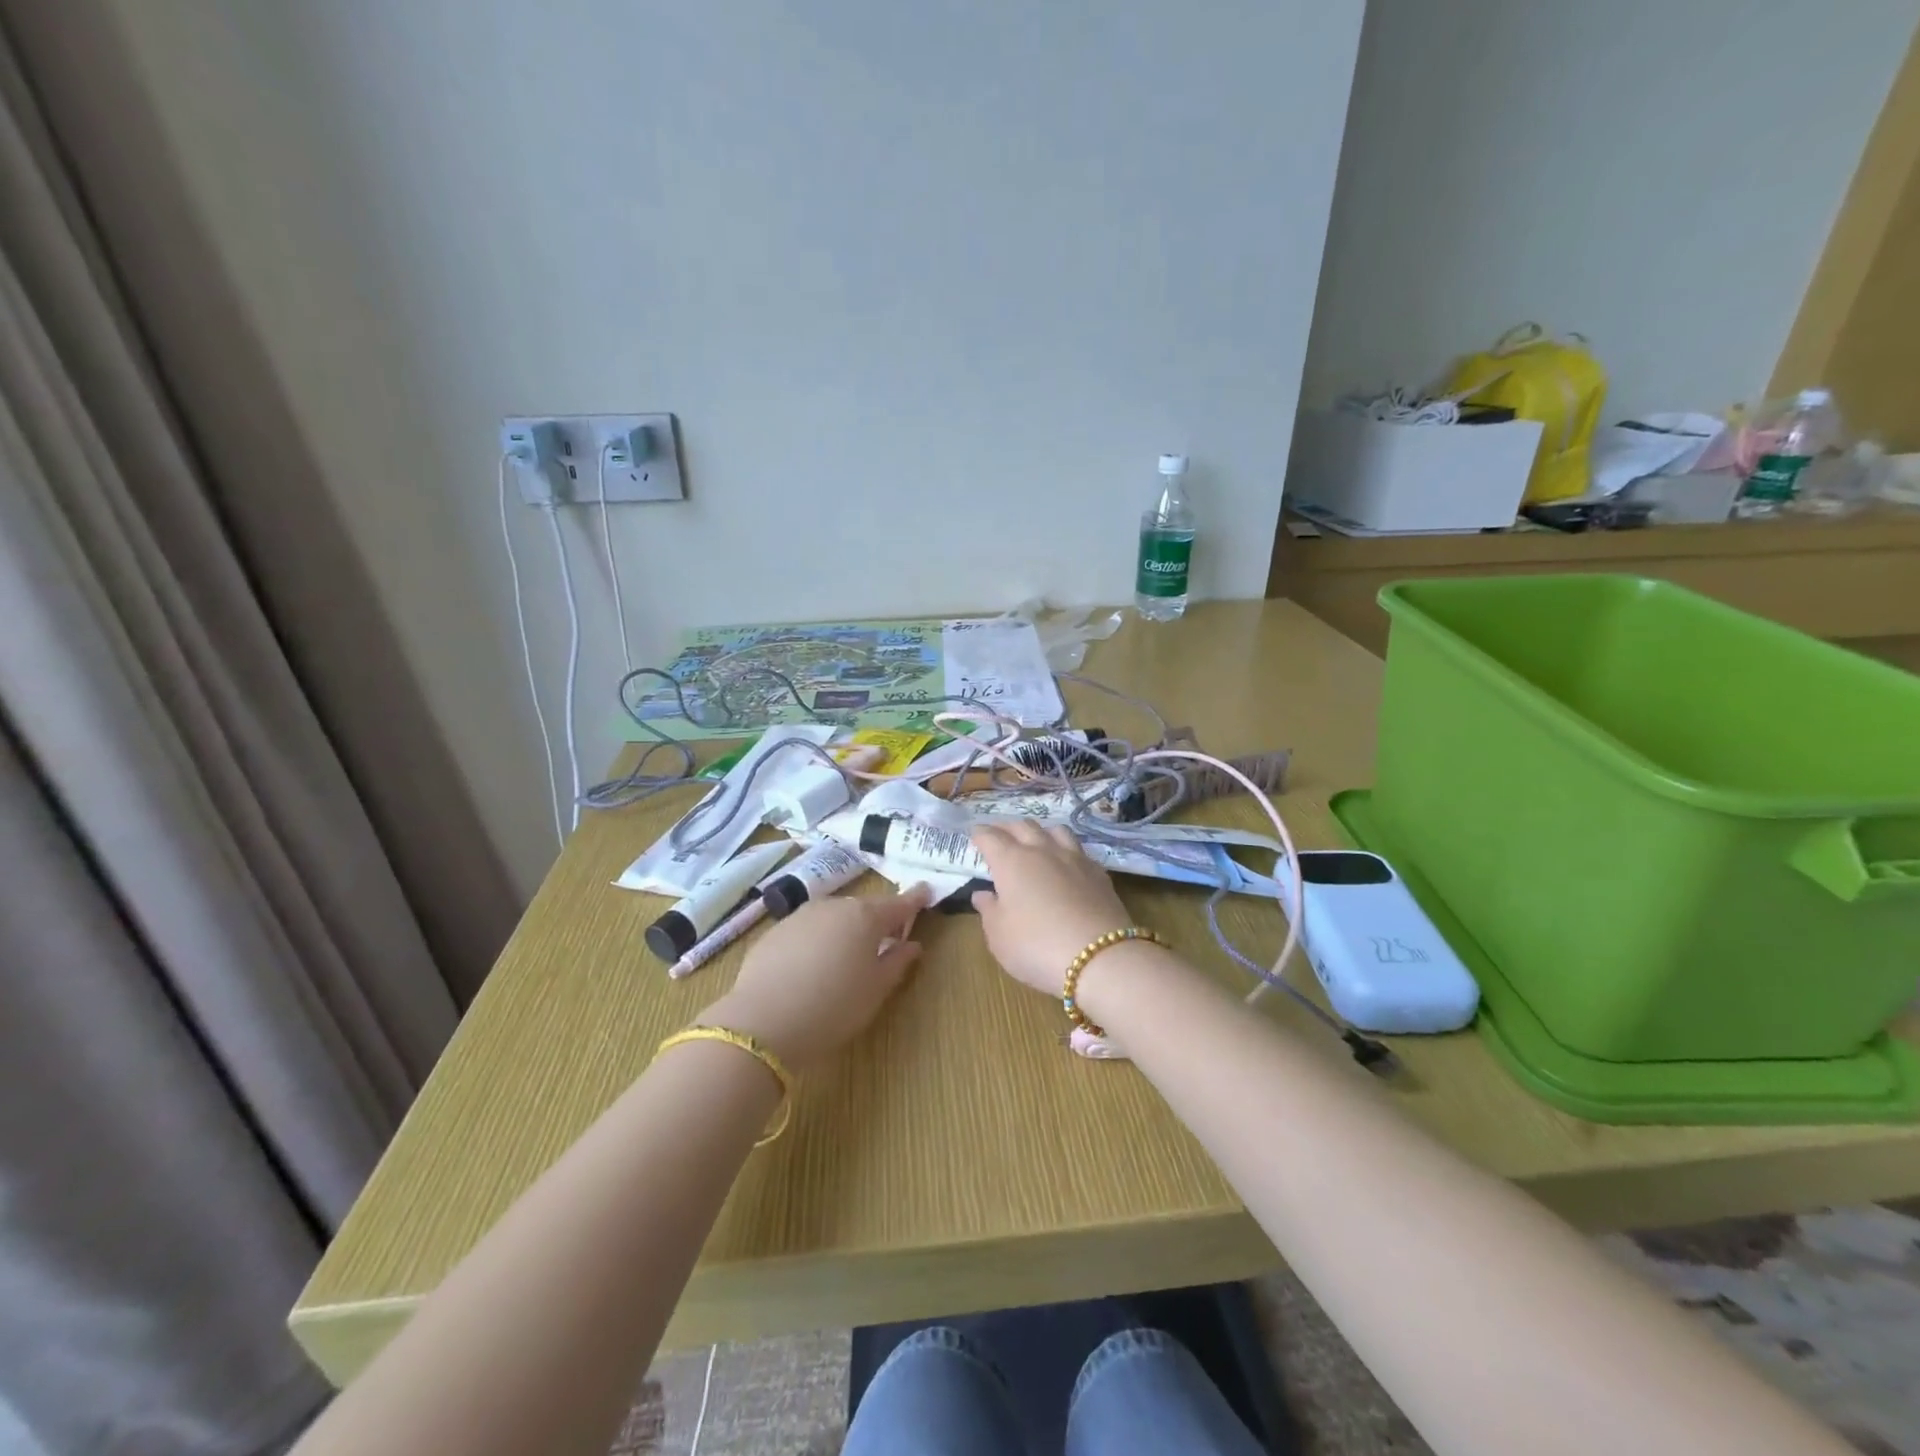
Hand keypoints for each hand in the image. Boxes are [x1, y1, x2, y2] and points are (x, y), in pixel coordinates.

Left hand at [700, 885, 930, 1070]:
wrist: (762, 1023)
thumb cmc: (833, 1007)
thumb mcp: (875, 991)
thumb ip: (897, 962)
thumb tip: (911, 945)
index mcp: (866, 917)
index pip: (899, 904)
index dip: (915, 899)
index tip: (927, 892)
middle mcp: (834, 907)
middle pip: (865, 908)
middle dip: (878, 920)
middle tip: (888, 939)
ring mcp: (801, 916)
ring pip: (834, 917)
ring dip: (846, 929)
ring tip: (848, 955)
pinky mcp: (775, 931)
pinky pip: (808, 930)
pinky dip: (818, 940)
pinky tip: (813, 966)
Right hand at [969, 821, 1131, 995]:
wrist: (1100, 957)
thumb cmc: (1036, 946)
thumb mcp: (999, 936)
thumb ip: (988, 910)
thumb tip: (983, 894)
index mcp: (1011, 861)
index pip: (990, 837)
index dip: (979, 834)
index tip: (974, 835)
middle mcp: (1042, 850)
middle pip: (1022, 826)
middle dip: (1006, 827)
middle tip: (999, 834)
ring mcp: (1074, 858)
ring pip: (1055, 830)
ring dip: (1039, 831)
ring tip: (1034, 840)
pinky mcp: (1098, 872)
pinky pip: (1078, 849)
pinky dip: (1065, 849)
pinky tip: (1066, 862)